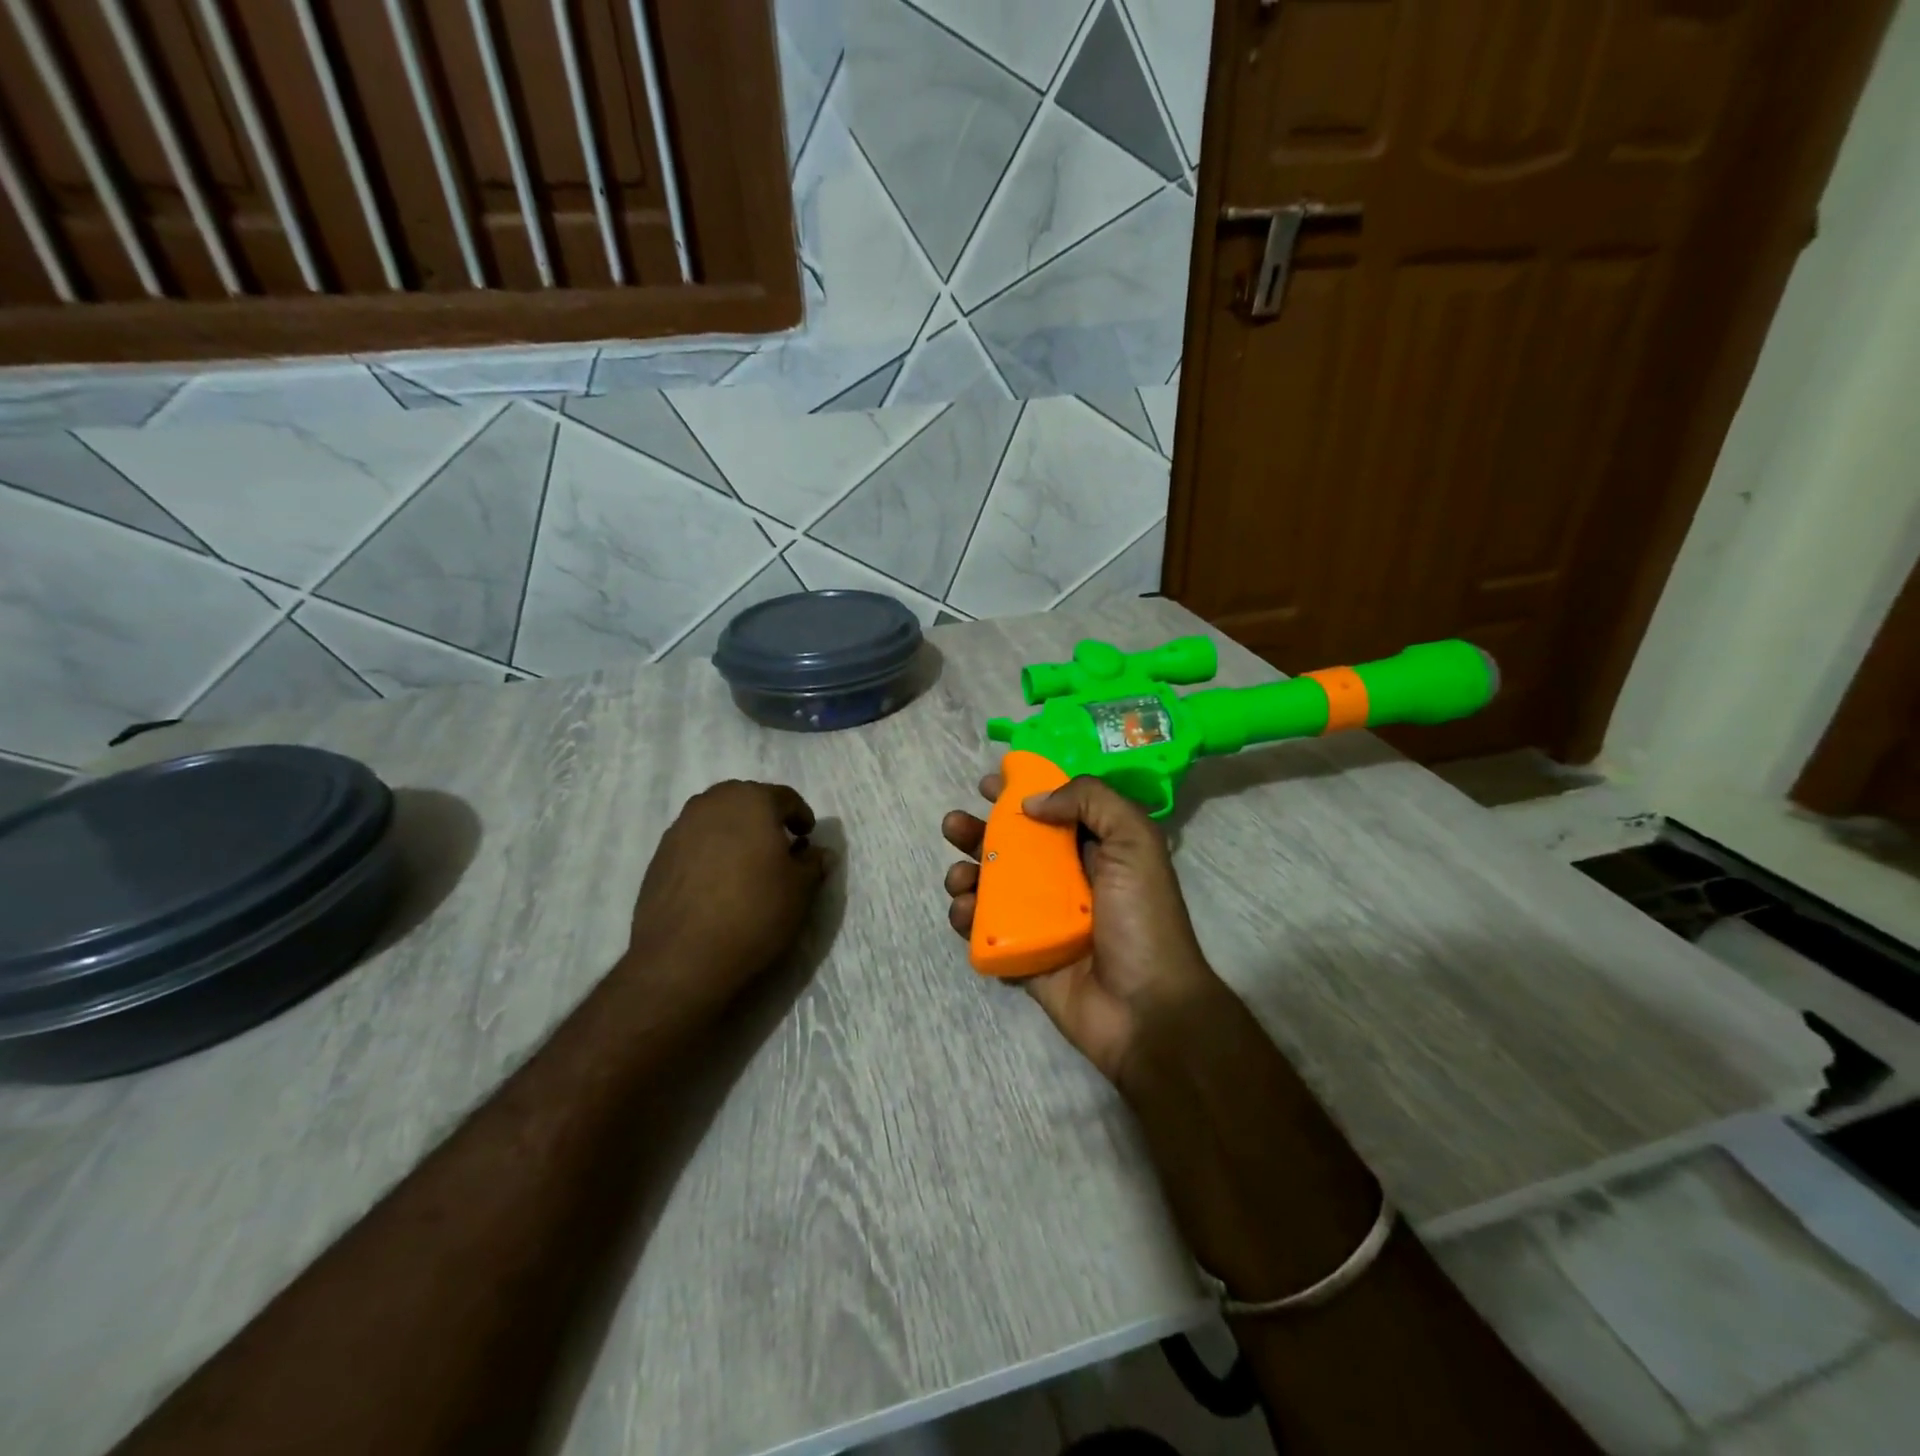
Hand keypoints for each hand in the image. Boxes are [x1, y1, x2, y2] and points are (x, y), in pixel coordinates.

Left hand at [626, 780, 828, 1019]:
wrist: (683, 957)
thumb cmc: (754, 911)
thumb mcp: (800, 889)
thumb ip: (813, 863)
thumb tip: (818, 852)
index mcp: (751, 800)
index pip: (785, 797)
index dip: (801, 816)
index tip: (807, 837)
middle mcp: (712, 803)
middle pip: (746, 801)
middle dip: (765, 818)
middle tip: (780, 846)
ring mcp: (680, 828)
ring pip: (717, 819)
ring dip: (736, 833)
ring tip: (748, 864)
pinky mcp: (659, 856)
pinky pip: (695, 842)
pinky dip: (711, 852)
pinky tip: (719, 882)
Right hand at [942, 771, 1217, 1081]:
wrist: (1146, 1009)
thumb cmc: (1142, 918)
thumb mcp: (1134, 841)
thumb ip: (1090, 801)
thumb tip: (1032, 801)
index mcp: (1096, 850)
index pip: (1052, 811)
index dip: (1020, 794)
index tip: (988, 785)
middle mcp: (1066, 880)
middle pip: (1012, 846)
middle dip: (978, 832)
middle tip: (953, 825)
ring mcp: (1041, 919)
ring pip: (991, 886)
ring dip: (966, 874)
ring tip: (958, 877)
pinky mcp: (1022, 954)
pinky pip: (985, 929)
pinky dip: (966, 917)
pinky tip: (962, 911)